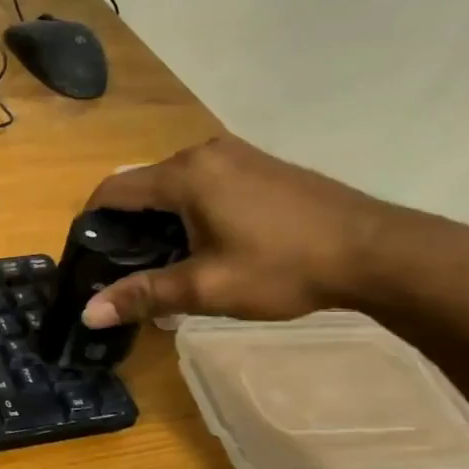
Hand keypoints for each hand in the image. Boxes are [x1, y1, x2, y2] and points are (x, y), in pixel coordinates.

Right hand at [79, 135, 430, 326]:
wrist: (380, 252)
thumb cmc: (285, 267)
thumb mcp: (206, 288)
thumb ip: (143, 295)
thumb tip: (87, 315)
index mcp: (185, 175)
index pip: (112, 190)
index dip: (91, 222)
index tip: (87, 258)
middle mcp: (205, 154)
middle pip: (142, 185)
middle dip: (126, 226)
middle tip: (126, 269)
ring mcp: (237, 156)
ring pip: (173, 185)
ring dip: (159, 220)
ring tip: (164, 262)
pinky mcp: (260, 166)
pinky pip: (203, 183)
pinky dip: (188, 211)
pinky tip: (205, 245)